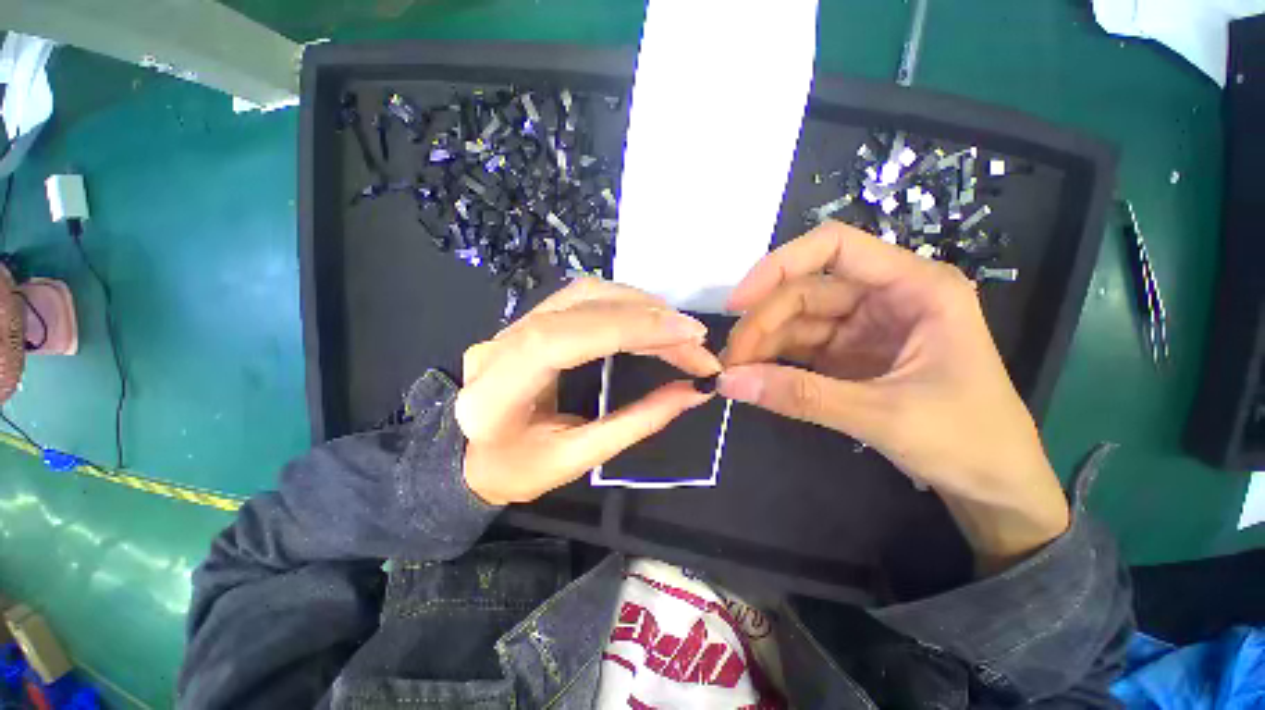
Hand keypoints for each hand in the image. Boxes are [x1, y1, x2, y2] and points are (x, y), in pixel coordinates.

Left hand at [456, 279, 720, 505]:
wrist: (468, 456)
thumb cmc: (517, 469)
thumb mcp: (578, 459)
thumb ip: (638, 422)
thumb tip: (693, 392)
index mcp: (497, 392)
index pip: (563, 339)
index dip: (628, 328)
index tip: (686, 335)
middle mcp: (500, 345)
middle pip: (580, 305)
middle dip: (648, 317)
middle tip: (695, 339)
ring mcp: (513, 324)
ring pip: (584, 293)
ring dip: (639, 304)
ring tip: (678, 329)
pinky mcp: (531, 319)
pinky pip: (583, 297)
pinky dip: (624, 303)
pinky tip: (649, 319)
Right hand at [719, 222, 1068, 571]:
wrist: (996, 487)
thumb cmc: (968, 441)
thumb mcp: (883, 416)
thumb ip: (802, 396)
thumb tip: (729, 383)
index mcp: (915, 287)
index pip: (834, 248)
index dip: (778, 266)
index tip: (737, 304)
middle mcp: (885, 297)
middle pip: (803, 291)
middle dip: (761, 324)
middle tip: (729, 362)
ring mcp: (864, 327)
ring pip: (796, 321)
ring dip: (761, 344)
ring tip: (734, 374)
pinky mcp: (850, 355)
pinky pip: (800, 348)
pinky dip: (774, 361)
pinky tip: (755, 377)